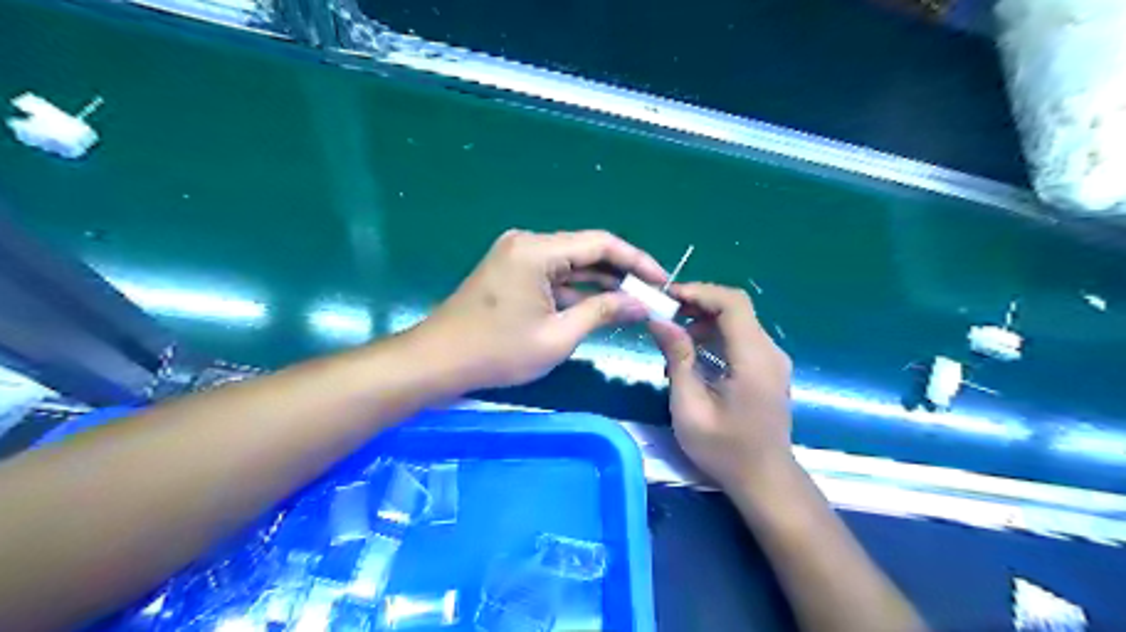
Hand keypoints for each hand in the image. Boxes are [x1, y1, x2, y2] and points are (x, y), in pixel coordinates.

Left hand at [414, 230, 666, 391]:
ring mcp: (517, 255)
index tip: (662, 281)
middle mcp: (528, 242)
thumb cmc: (497, 352)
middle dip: (621, 274)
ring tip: (634, 302)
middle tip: (652, 296)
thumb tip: (640, 304)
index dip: (637, 261)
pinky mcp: (512, 271)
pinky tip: (601, 305)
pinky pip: (553, 275)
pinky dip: (577, 290)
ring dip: (600, 283)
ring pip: (571, 264)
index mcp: (537, 250)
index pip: (601, 244)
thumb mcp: (557, 336)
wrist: (438, 362)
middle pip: (587, 251)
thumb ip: (602, 312)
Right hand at [647, 285, 795, 490]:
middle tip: (664, 316)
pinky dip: (715, 336)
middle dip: (697, 304)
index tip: (667, 298)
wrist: (764, 480)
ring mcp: (772, 360)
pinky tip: (693, 355)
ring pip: (737, 321)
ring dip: (704, 321)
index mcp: (754, 359)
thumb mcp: (690, 407)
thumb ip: (677, 359)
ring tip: (673, 338)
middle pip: (735, 308)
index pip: (732, 303)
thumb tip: (659, 321)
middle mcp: (769, 351)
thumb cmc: (724, 449)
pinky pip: (740, 338)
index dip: (699, 292)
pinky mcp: (768, 368)